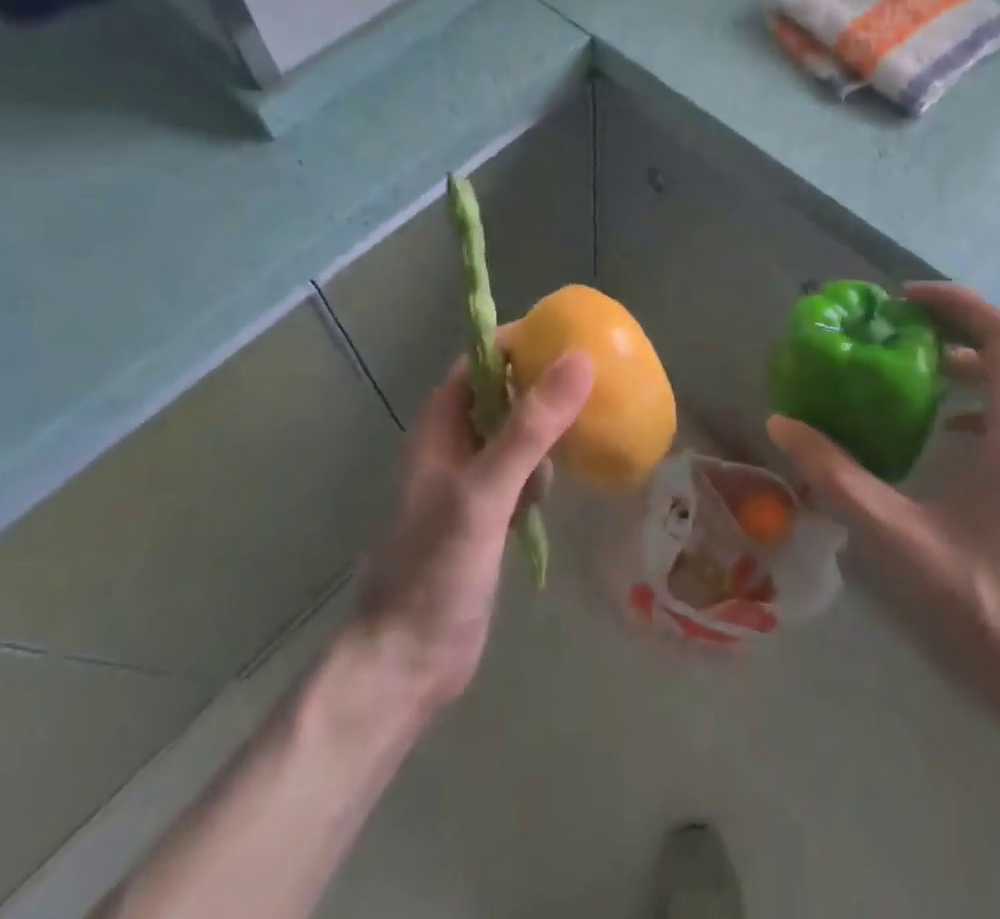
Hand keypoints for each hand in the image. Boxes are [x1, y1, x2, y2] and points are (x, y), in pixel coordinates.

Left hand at [351, 348, 592, 713]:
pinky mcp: (484, 518)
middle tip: (593, 381)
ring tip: (583, 434)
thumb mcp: (486, 491)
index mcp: (440, 428)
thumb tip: (580, 360)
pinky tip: (558, 488)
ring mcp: (468, 484)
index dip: (518, 343)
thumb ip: (531, 428)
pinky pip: (519, 476)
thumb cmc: (436, 568)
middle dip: (541, 387)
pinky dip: (540, 474)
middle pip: (501, 396)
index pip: (479, 362)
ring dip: (544, 434)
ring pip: (514, 437)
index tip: (568, 336)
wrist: (406, 663)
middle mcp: (452, 447)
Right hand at [768, 282, 999, 734]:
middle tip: (899, 332)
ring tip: (917, 373)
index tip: (903, 303)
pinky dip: (987, 401)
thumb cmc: (989, 607)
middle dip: (957, 327)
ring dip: (974, 363)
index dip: (955, 303)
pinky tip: (950, 436)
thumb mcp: (899, 537)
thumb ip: (836, 477)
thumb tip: (783, 424)